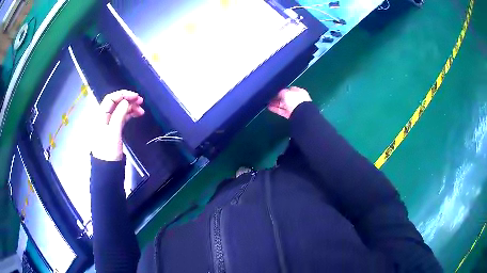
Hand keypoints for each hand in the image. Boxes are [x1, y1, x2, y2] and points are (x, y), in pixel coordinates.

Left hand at [92, 90, 144, 160]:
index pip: (110, 99)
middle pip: (116, 103)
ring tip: (141, 110)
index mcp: (101, 116)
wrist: (107, 168)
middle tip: (141, 101)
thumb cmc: (108, 150)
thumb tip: (126, 101)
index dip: (122, 94)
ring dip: (130, 107)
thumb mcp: (113, 132)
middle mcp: (105, 117)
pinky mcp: (115, 130)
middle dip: (128, 100)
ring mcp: (110, 124)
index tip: (135, 96)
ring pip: (120, 110)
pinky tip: (137, 114)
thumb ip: (119, 115)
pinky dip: (130, 114)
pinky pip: (122, 118)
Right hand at [268, 87, 311, 118]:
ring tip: (268, 104)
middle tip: (270, 99)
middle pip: (286, 98)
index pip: (288, 90)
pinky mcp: (292, 115)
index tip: (274, 92)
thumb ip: (280, 92)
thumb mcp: (285, 93)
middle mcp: (298, 99)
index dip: (281, 91)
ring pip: (284, 105)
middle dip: (277, 98)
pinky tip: (271, 108)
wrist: (301, 114)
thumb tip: (277, 94)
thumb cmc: (295, 100)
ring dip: (276, 104)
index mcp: (299, 91)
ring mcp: (296, 107)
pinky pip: (283, 111)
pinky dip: (277, 110)